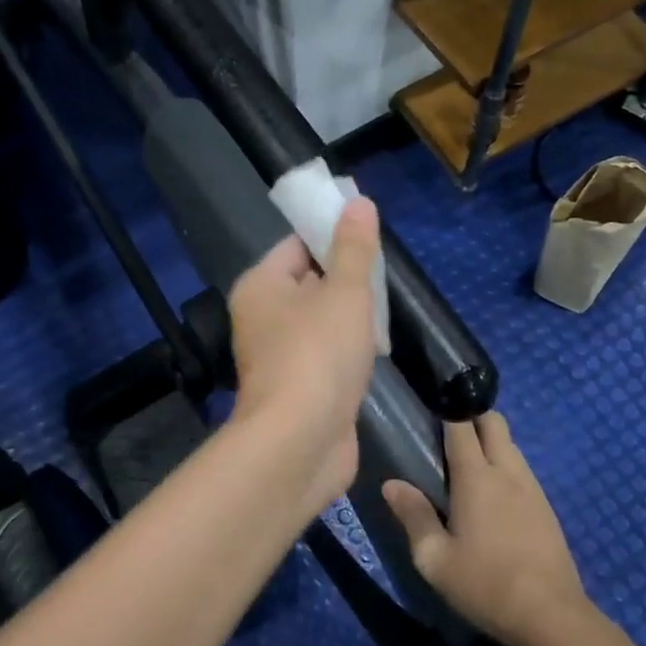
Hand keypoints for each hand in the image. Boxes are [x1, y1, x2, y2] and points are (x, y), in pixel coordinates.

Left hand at [228, 198, 380, 514]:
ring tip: (385, 312)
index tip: (370, 239)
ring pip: (320, 321)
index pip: (296, 245)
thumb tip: (358, 203)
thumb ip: (354, 248)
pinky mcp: (298, 387)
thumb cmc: (319, 354)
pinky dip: (348, 350)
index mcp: (261, 286)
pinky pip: (325, 354)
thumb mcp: (345, 292)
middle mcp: (262, 317)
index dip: (331, 236)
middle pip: (309, 282)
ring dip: (351, 317)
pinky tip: (375, 351)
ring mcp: (279, 355)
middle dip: (347, 279)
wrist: (301, 443)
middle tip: (384, 277)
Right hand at [383, 412, 587, 645]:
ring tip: (467, 464)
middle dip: (473, 416)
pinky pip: (523, 470)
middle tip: (447, 434)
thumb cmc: (485, 585)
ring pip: (511, 445)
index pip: (461, 425)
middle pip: (494, 422)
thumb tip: (391, 484)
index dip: (446, 409)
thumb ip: (413, 516)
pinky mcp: (547, 508)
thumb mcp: (435, 559)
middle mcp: (507, 472)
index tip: (430, 404)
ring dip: (491, 442)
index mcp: (476, 477)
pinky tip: (494, 495)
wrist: (552, 617)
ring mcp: (532, 488)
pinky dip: (505, 466)